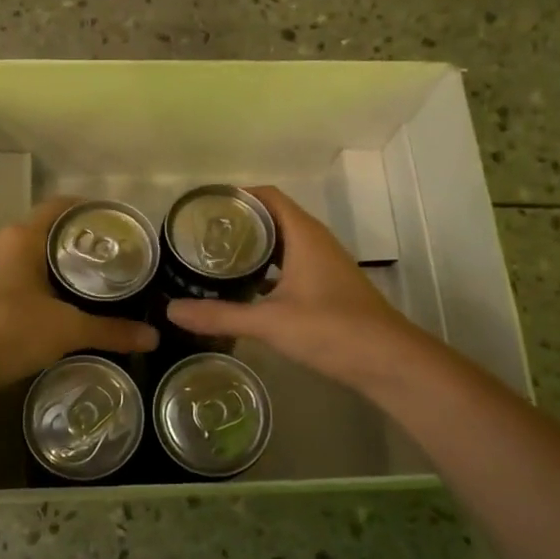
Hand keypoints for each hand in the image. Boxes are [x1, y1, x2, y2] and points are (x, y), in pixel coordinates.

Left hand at [0, 196, 157, 393]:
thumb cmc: (6, 330)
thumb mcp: (65, 330)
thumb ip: (110, 331)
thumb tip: (153, 337)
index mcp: (24, 237)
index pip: (65, 206)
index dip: (95, 210)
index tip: (123, 226)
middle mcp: (6, 244)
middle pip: (53, 231)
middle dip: (86, 242)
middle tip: (122, 259)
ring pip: (38, 257)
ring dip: (66, 267)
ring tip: (102, 283)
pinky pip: (25, 279)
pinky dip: (49, 286)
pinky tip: (68, 307)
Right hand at [166, 186, 418, 388]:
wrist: (388, 361)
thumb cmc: (331, 330)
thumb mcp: (269, 322)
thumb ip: (220, 315)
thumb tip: (171, 311)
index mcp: (303, 235)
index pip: (267, 196)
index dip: (236, 196)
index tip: (203, 208)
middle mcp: (314, 241)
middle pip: (272, 217)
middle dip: (238, 223)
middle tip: (199, 236)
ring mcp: (323, 264)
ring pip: (282, 243)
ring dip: (252, 247)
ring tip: (214, 259)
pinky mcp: (326, 287)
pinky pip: (290, 265)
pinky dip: (266, 270)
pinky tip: (244, 289)